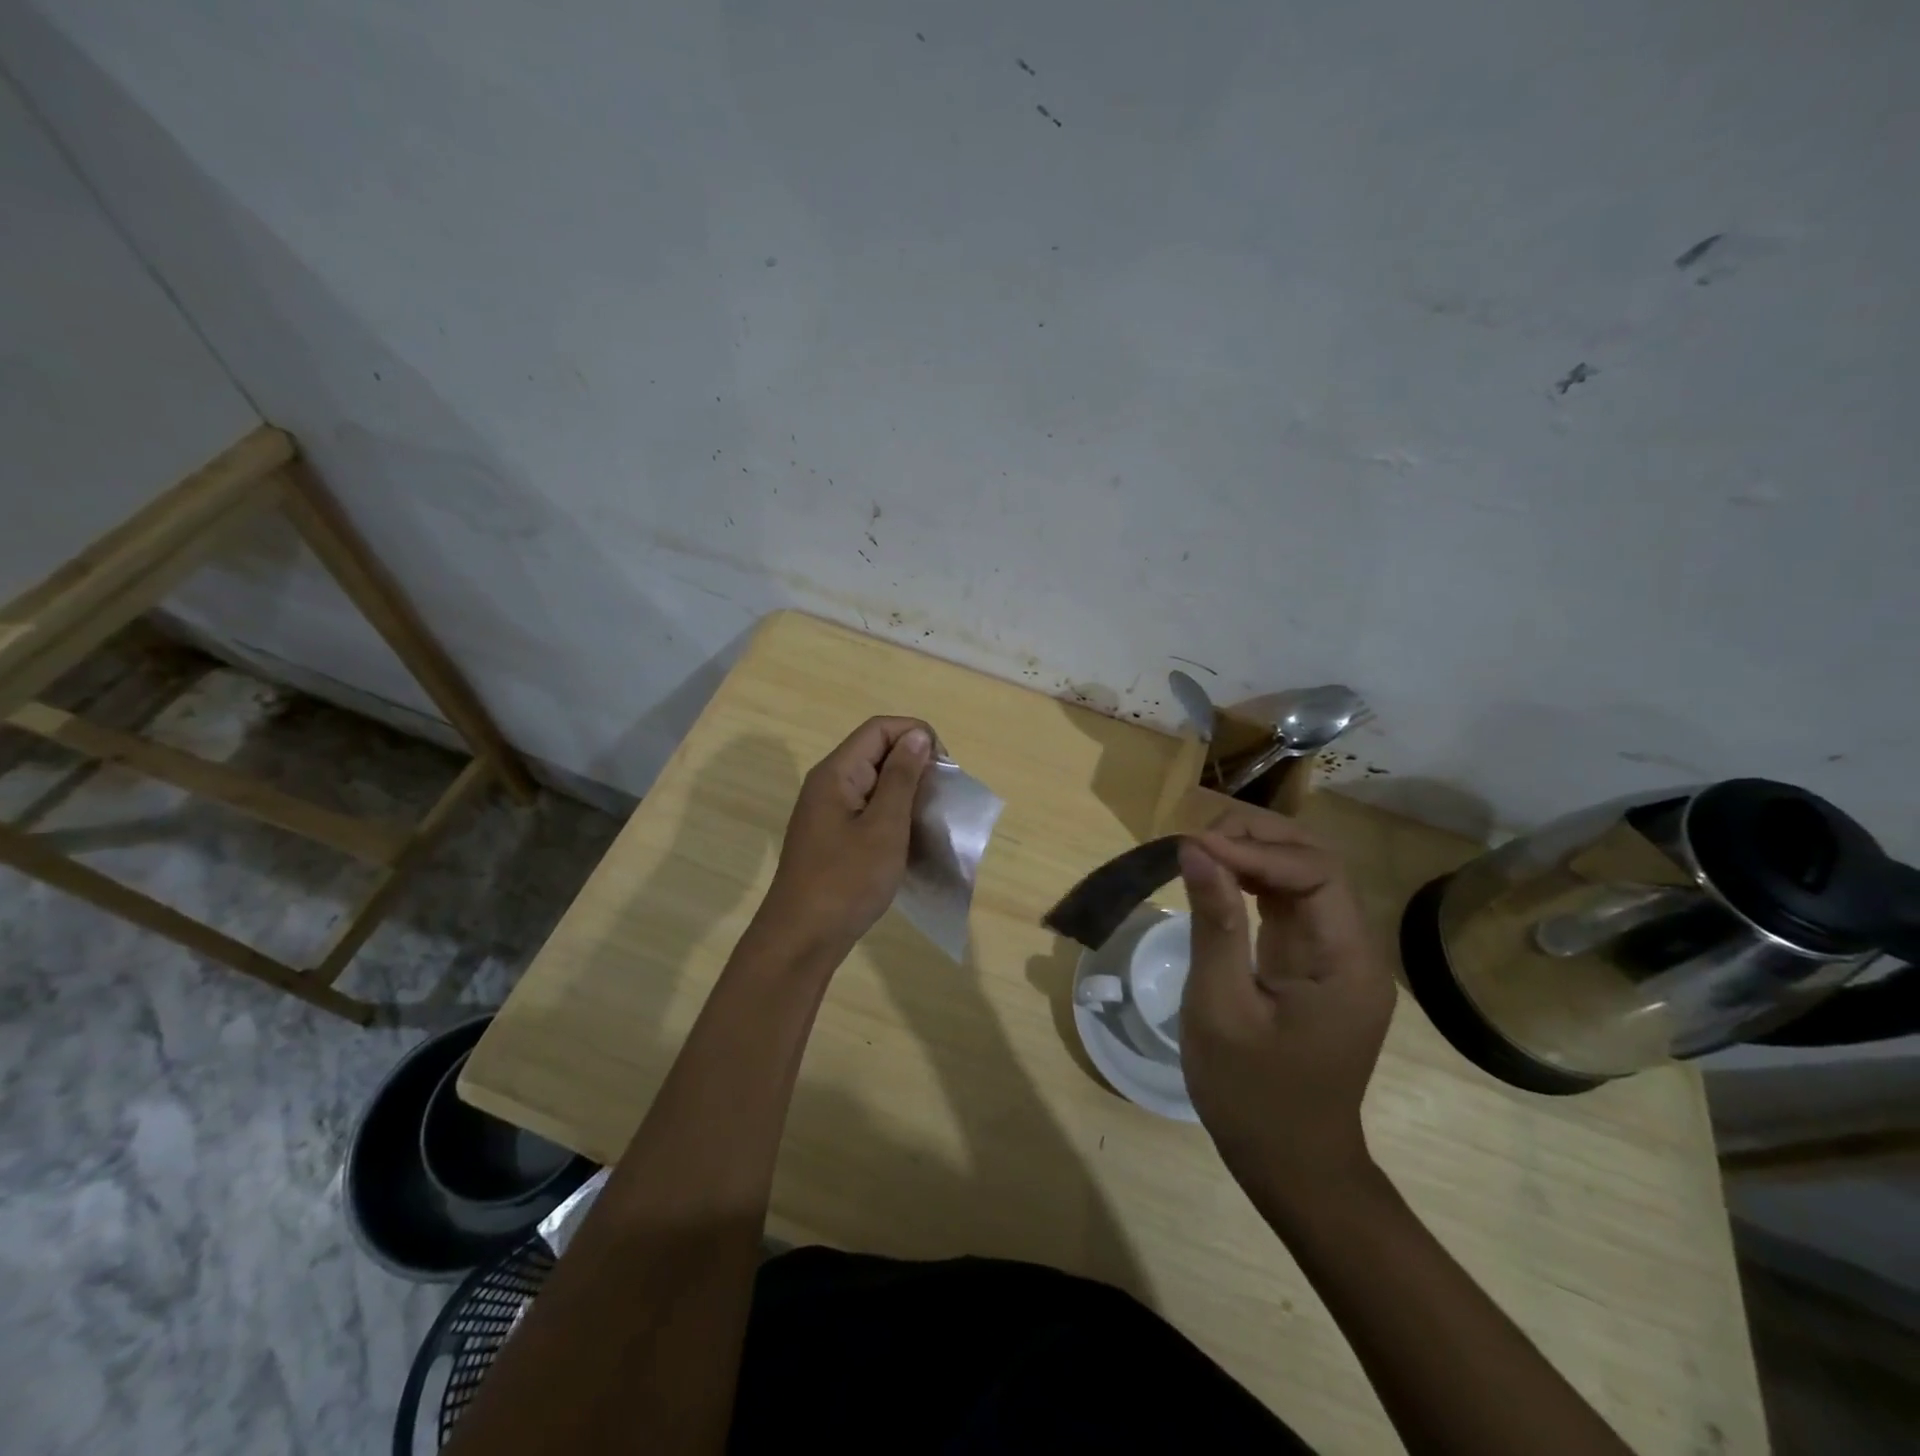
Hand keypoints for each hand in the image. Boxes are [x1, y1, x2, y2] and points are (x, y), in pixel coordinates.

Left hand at [754, 716, 932, 962]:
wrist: (802, 939)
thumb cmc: (846, 881)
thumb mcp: (884, 827)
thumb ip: (902, 778)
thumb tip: (917, 735)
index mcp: (836, 773)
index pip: (880, 728)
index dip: (916, 736)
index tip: (943, 768)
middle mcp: (828, 784)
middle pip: (876, 751)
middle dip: (914, 764)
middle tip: (941, 797)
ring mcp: (828, 811)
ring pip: (874, 782)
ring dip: (906, 792)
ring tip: (930, 818)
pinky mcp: (832, 836)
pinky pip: (867, 809)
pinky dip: (892, 815)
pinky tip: (909, 838)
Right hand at [1178, 811, 1395, 1201]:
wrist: (1292, 1165)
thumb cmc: (1252, 1096)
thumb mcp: (1221, 1008)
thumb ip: (1213, 923)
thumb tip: (1194, 850)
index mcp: (1346, 962)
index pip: (1315, 872)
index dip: (1256, 849)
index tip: (1194, 846)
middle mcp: (1353, 949)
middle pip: (1317, 863)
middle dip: (1258, 839)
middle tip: (1196, 840)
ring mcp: (1336, 956)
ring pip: (1304, 877)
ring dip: (1254, 854)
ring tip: (1199, 851)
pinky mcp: (1314, 964)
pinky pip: (1289, 904)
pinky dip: (1252, 881)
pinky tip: (1217, 878)